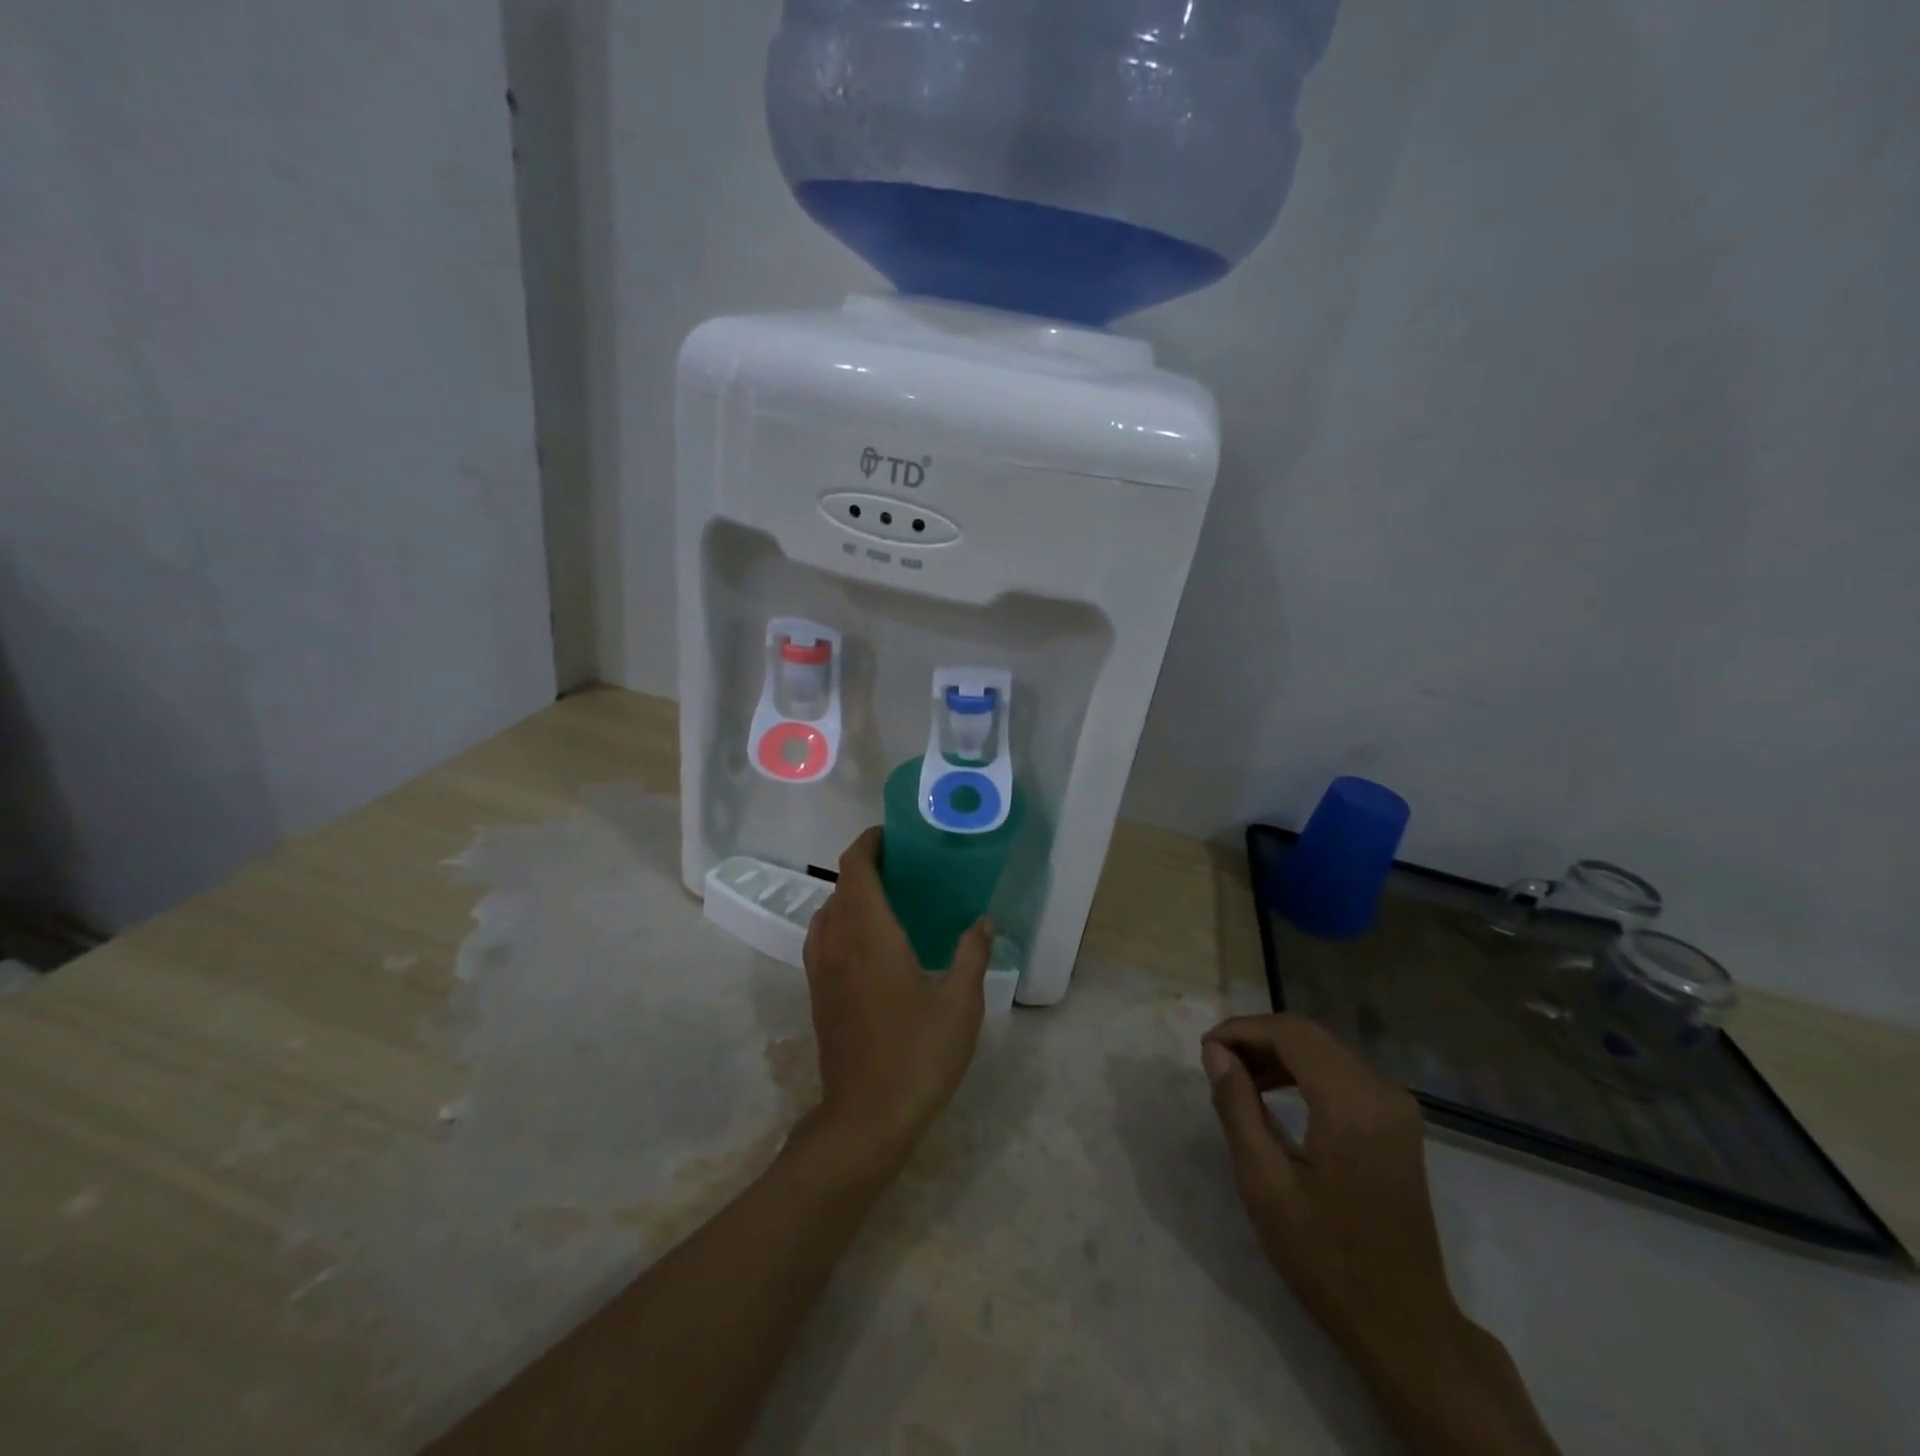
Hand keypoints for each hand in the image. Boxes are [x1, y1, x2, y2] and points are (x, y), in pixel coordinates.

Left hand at [801, 827, 993, 1163]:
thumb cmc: (918, 1054)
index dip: (869, 843)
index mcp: (869, 933)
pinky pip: (824, 937)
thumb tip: (983, 920)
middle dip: (866, 866)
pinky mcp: (818, 992)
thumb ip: (971, 954)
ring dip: (852, 894)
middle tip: (906, 866)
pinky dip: (843, 921)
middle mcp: (838, 941)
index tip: (893, 835)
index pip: (855, 868)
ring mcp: (822, 968)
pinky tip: (872, 942)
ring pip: (829, 911)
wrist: (865, 1117)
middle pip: (841, 885)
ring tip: (890, 899)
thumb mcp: (960, 1004)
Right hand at [1201, 1014, 1454, 1351]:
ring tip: (1237, 1075)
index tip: (1205, 1049)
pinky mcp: (1398, 1123)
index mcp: (1351, 1104)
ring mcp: (1396, 1107)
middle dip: (1257, 1038)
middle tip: (1216, 1060)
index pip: (1290, 1034)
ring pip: (1325, 1050)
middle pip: (1309, 1035)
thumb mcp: (1264, 1184)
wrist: (1405, 1324)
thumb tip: (1216, 1053)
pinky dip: (1303, 1070)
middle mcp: (1382, 1092)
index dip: (1242, 1031)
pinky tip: (1274, 1091)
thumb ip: (1237, 1107)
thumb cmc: (1326, 1257)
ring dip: (1278, 1052)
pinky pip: (1343, 1073)